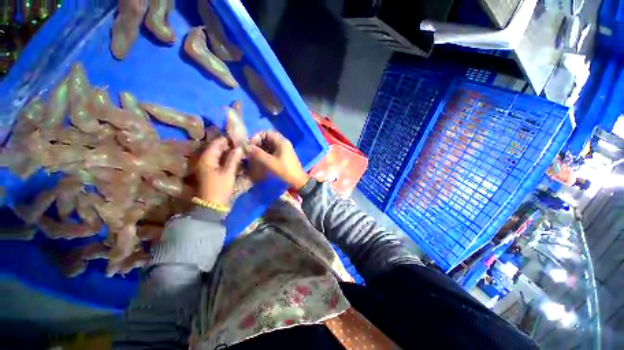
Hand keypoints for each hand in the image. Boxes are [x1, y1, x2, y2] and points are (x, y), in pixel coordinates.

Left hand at [196, 137, 243, 205]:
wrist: (211, 205)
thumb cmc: (220, 188)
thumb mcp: (228, 173)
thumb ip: (233, 159)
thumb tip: (238, 148)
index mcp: (206, 158)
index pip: (216, 143)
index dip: (227, 139)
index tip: (238, 137)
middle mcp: (204, 160)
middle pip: (216, 148)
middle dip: (227, 145)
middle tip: (240, 144)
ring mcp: (206, 166)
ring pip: (217, 154)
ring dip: (227, 152)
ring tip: (239, 150)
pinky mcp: (209, 171)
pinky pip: (217, 160)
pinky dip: (225, 158)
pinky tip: (234, 158)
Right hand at [248, 131, 308, 189]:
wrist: (297, 180)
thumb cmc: (284, 170)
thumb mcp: (269, 162)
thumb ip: (257, 153)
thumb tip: (246, 147)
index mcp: (281, 141)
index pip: (266, 133)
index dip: (257, 137)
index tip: (250, 146)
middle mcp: (283, 143)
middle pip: (267, 139)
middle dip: (258, 144)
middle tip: (250, 152)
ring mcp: (284, 149)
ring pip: (269, 145)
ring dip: (261, 149)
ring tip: (253, 156)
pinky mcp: (283, 156)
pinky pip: (272, 151)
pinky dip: (265, 153)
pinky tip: (260, 159)